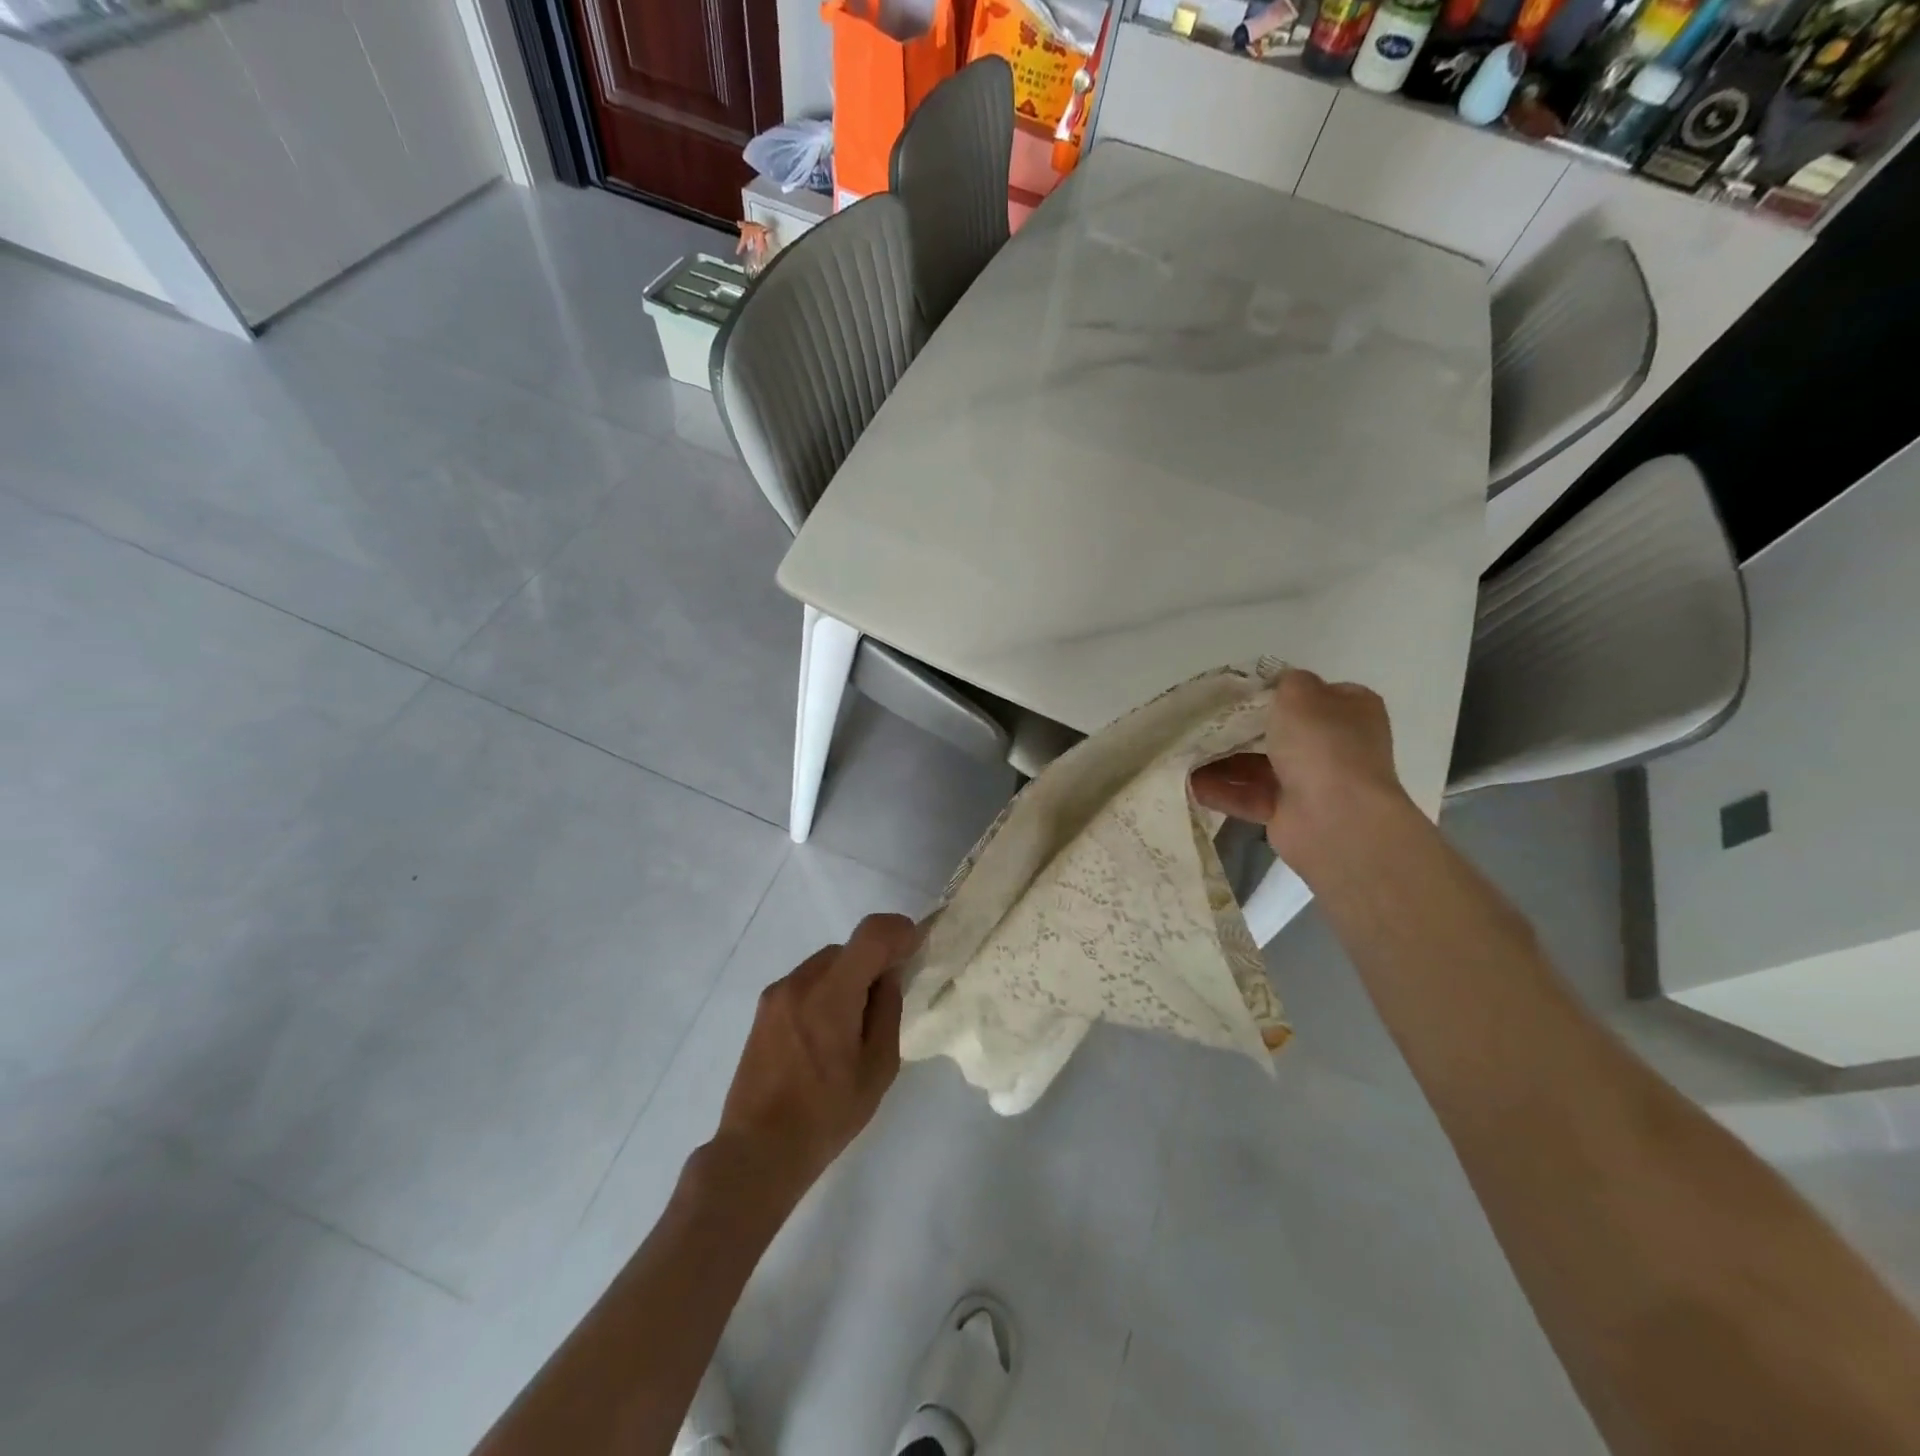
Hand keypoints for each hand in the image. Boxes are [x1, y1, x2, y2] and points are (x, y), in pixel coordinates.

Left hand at [711, 913, 916, 1206]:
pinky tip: (827, 1035)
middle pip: (848, 949)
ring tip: (854, 1027)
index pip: (870, 934)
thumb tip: (887, 976)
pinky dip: (826, 991)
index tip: (915, 947)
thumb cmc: (826, 1115)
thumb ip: (887, 1011)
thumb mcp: (878, 1068)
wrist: (758, 1151)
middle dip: (874, 963)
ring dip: (848, 978)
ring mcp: (776, 994)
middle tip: (888, 1001)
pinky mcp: (763, 1010)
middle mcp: (799, 982)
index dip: (898, 931)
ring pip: (827, 965)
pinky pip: (806, 983)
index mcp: (830, 994)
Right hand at [1191, 668, 1411, 873]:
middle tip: (1201, 721)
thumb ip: (1286, 682)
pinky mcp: (1288, 813)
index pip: (1313, 694)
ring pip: (1259, 765)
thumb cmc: (1322, 745)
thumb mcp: (1301, 695)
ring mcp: (1312, 781)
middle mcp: (1335, 745)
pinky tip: (1188, 783)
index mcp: (1350, 711)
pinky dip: (1221, 790)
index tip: (1240, 692)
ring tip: (1184, 752)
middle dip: (1240, 728)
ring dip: (1222, 760)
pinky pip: (1248, 795)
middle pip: (1280, 731)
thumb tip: (1280, 684)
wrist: (1336, 818)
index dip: (1279, 690)